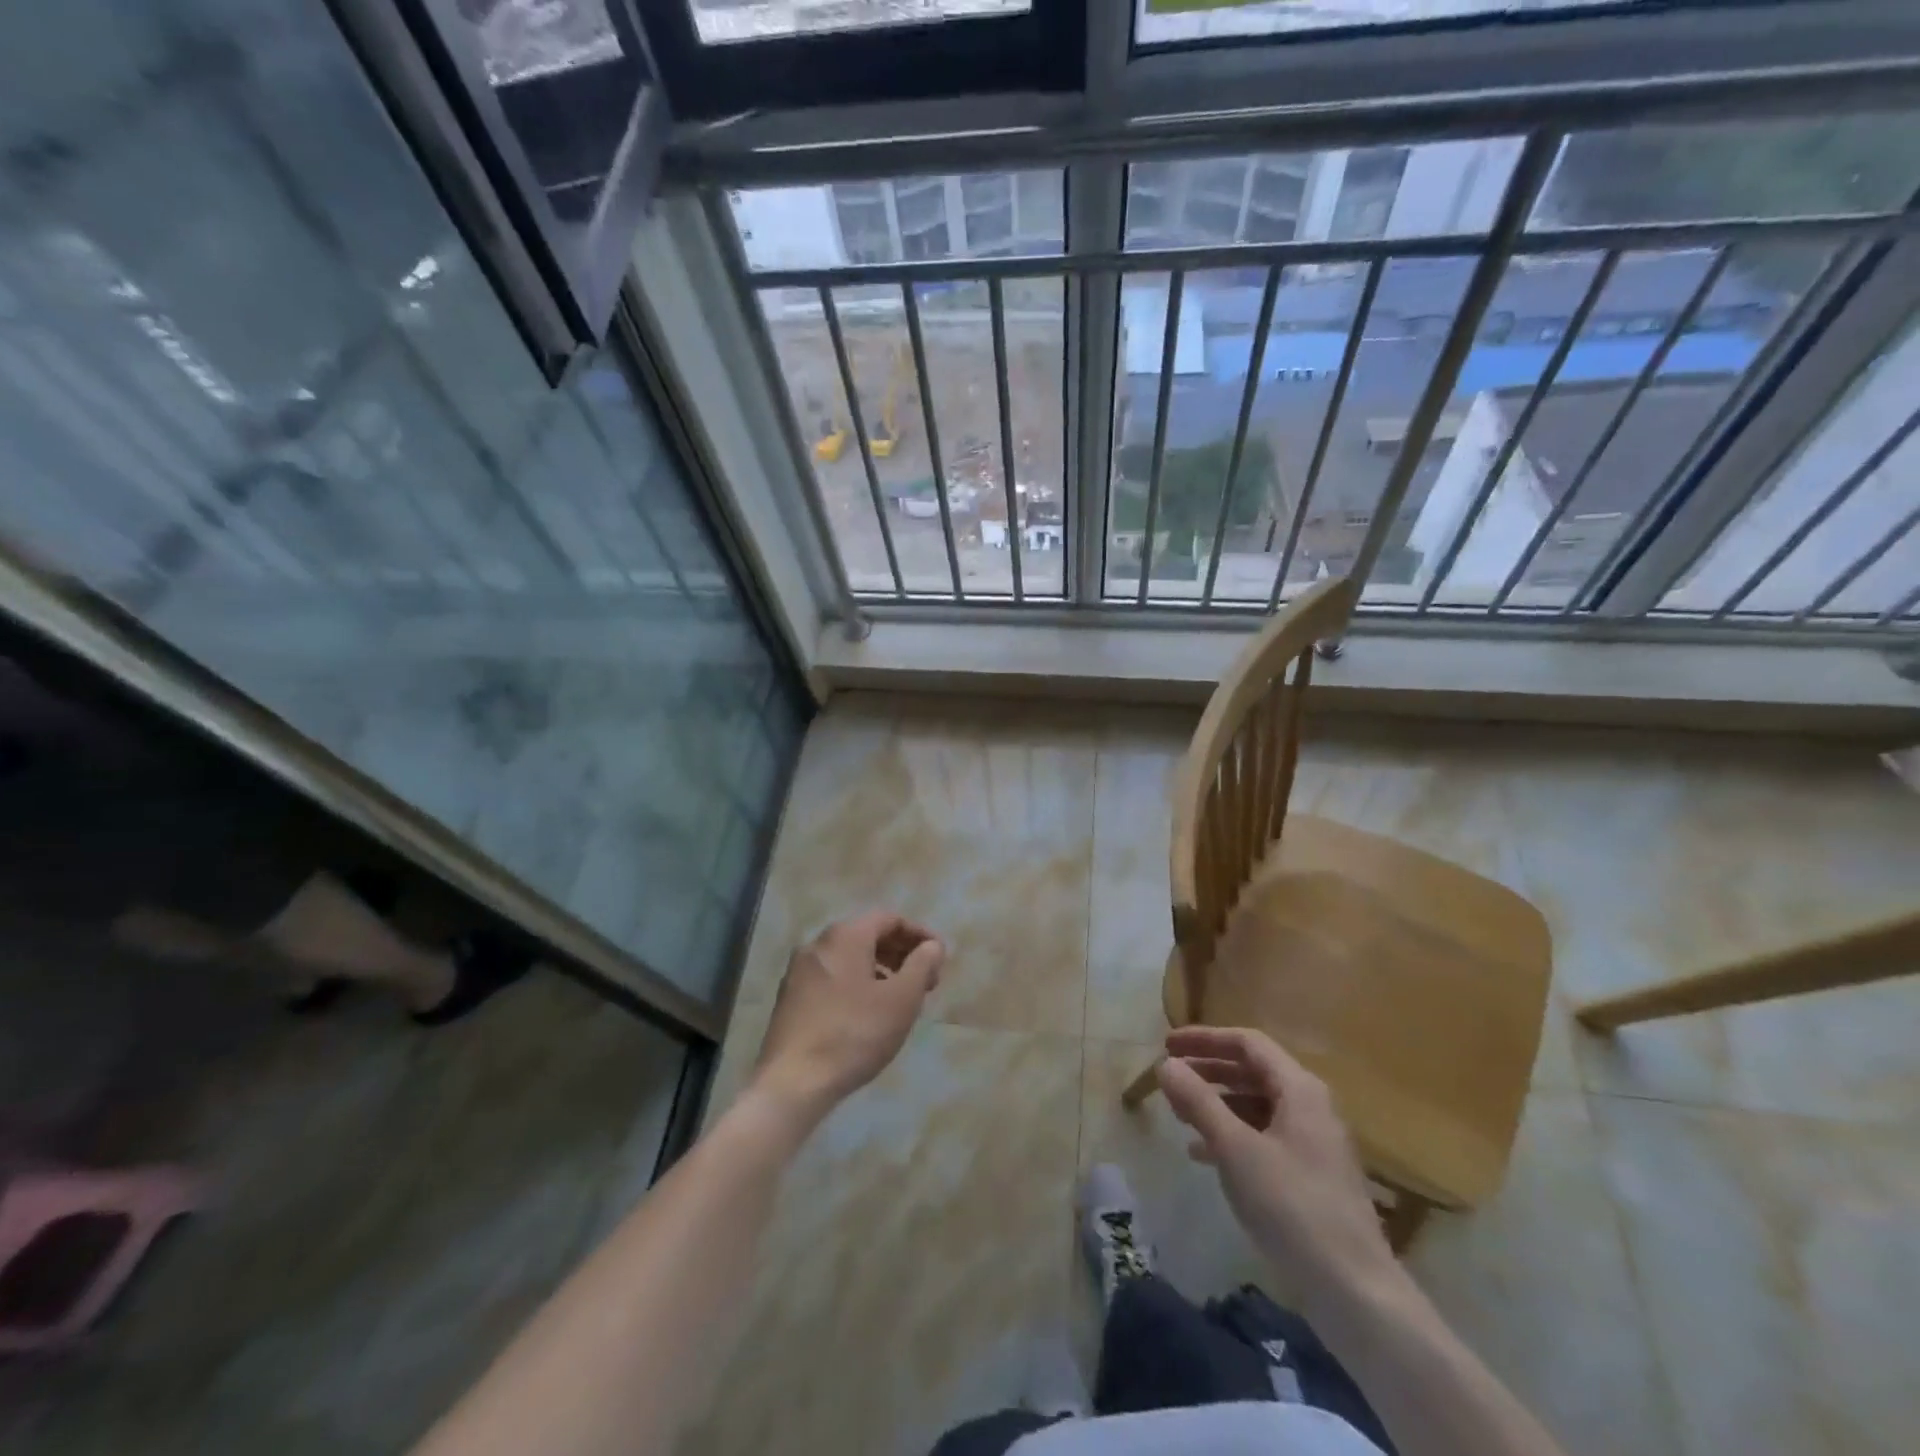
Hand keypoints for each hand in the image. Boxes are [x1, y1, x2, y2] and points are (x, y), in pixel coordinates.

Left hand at [751, 912, 944, 1121]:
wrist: (792, 1083)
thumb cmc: (854, 1033)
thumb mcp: (901, 999)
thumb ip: (922, 965)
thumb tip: (932, 945)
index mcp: (845, 935)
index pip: (890, 919)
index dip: (919, 935)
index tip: (939, 959)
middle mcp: (818, 943)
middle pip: (867, 935)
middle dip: (900, 953)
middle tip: (925, 982)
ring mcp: (798, 971)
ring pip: (849, 958)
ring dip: (880, 970)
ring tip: (899, 1000)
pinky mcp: (789, 998)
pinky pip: (832, 978)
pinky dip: (856, 984)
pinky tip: (867, 1014)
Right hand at [1158, 1027, 1400, 1312]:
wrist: (1355, 1291)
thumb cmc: (1292, 1207)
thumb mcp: (1235, 1149)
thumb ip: (1199, 1102)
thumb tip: (1166, 1064)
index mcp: (1299, 1089)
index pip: (1248, 1042)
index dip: (1205, 1038)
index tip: (1168, 1045)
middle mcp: (1311, 1106)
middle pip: (1253, 1071)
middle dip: (1209, 1069)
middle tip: (1170, 1074)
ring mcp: (1314, 1143)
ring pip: (1257, 1105)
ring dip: (1217, 1103)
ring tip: (1180, 1114)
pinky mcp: (1312, 1176)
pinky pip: (1265, 1136)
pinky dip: (1233, 1134)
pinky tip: (1203, 1154)